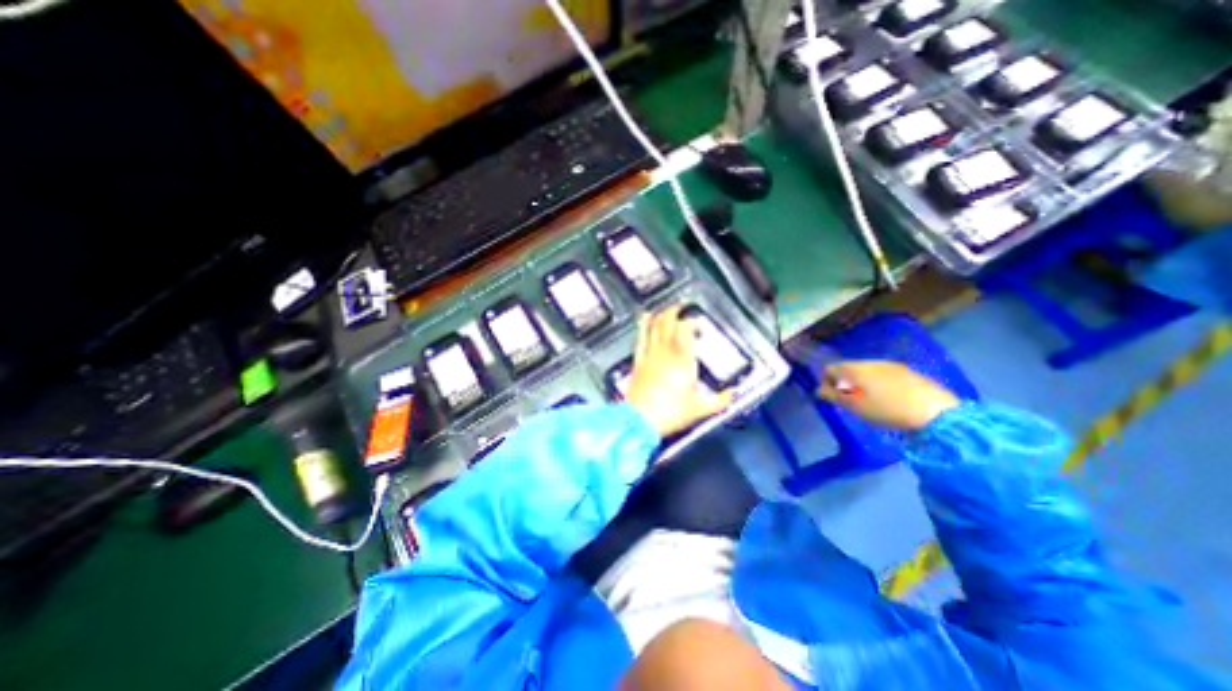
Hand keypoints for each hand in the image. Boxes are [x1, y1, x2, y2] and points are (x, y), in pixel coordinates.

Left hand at [626, 304, 729, 437]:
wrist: (640, 420)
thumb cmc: (671, 413)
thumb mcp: (700, 409)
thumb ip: (720, 400)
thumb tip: (733, 395)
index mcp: (683, 359)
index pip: (686, 330)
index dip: (692, 322)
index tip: (697, 322)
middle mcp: (665, 352)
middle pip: (668, 322)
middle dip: (675, 310)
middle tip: (682, 306)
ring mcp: (649, 355)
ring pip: (653, 326)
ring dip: (659, 314)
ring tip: (664, 308)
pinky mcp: (638, 362)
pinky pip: (641, 338)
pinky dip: (643, 326)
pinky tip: (643, 320)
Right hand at [815, 360, 961, 429]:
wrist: (935, 412)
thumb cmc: (886, 409)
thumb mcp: (854, 405)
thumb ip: (834, 395)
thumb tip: (820, 389)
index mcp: (854, 368)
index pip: (829, 368)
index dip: (826, 382)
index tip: (832, 398)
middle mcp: (869, 362)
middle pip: (848, 368)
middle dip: (844, 382)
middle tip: (850, 401)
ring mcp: (890, 365)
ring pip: (866, 371)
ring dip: (862, 383)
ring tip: (869, 401)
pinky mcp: (907, 372)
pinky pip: (883, 375)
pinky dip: (879, 384)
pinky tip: (888, 399)